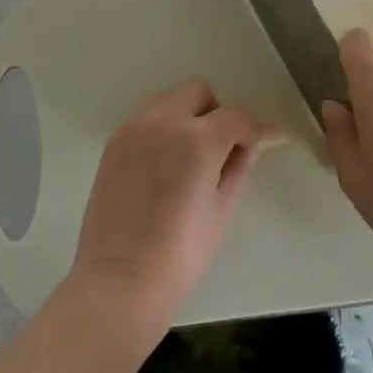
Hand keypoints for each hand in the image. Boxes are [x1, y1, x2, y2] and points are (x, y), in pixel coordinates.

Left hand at [70, 79, 268, 328]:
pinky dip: (161, 131)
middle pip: (199, 92)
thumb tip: (256, 142)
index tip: (258, 148)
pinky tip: (162, 168)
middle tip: (218, 153)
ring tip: (187, 161)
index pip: (237, 117)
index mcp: (198, 139)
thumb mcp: (222, 208)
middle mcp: (164, 121)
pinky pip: (146, 120)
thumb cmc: (181, 253)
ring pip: (169, 101)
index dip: (253, 132)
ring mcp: (134, 129)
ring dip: (186, 118)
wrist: (120, 280)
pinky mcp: (114, 143)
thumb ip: (240, 165)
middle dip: (216, 115)